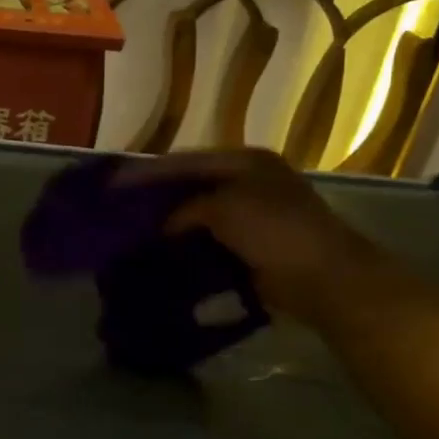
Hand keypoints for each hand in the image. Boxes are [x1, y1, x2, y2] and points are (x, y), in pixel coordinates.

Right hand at [117, 149, 382, 323]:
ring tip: (134, 232)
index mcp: (246, 161)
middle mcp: (249, 182)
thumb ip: (186, 210)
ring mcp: (253, 214)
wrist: (324, 277)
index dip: (149, 172)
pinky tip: (162, 253)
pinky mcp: (252, 245)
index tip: (114, 183)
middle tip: (121, 207)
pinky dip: (187, 245)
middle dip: (157, 196)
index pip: (186, 161)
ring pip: (198, 214)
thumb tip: (164, 226)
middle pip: (191, 185)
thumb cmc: (275, 231)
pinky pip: (209, 240)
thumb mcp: (224, 209)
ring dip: (170, 223)